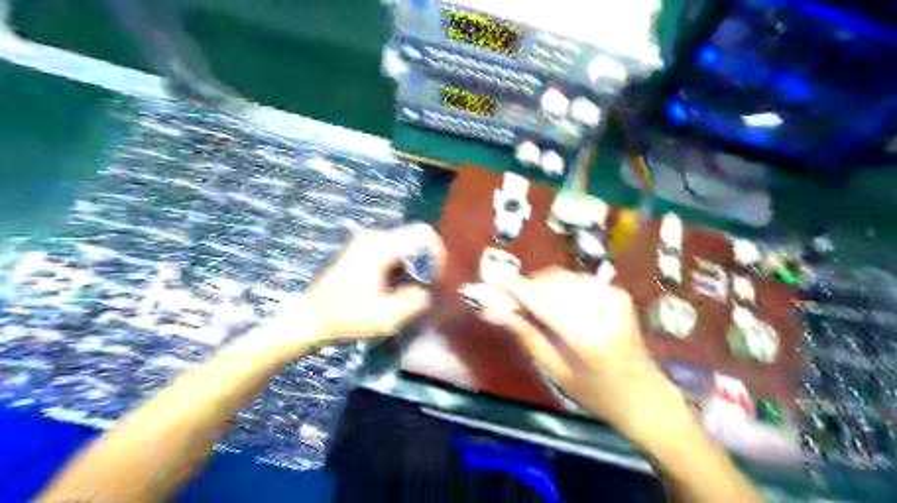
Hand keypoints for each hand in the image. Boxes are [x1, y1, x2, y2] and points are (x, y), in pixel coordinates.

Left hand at [296, 224, 444, 340]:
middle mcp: (374, 237)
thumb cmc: (346, 317)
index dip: (438, 253)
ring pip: (405, 245)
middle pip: (415, 238)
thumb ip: (417, 299)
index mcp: (380, 246)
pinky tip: (396, 288)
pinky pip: (393, 250)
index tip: (437, 278)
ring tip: (412, 291)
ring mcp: (366, 242)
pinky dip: (402, 267)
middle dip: (426, 262)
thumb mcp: (387, 316)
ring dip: (414, 266)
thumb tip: (431, 288)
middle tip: (426, 289)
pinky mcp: (362, 251)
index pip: (424, 233)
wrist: (308, 319)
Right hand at [484, 266, 691, 444]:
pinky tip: (553, 301)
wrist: (643, 394)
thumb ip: (525, 334)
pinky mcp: (616, 292)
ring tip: (529, 302)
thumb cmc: (595, 392)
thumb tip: (491, 311)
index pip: (540, 300)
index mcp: (585, 335)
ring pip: (562, 277)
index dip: (514, 287)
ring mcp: (612, 296)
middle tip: (508, 299)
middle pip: (551, 283)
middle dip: (526, 286)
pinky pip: (576, 280)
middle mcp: (601, 308)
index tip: (492, 280)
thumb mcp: (555, 369)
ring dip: (541, 285)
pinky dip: (558, 286)